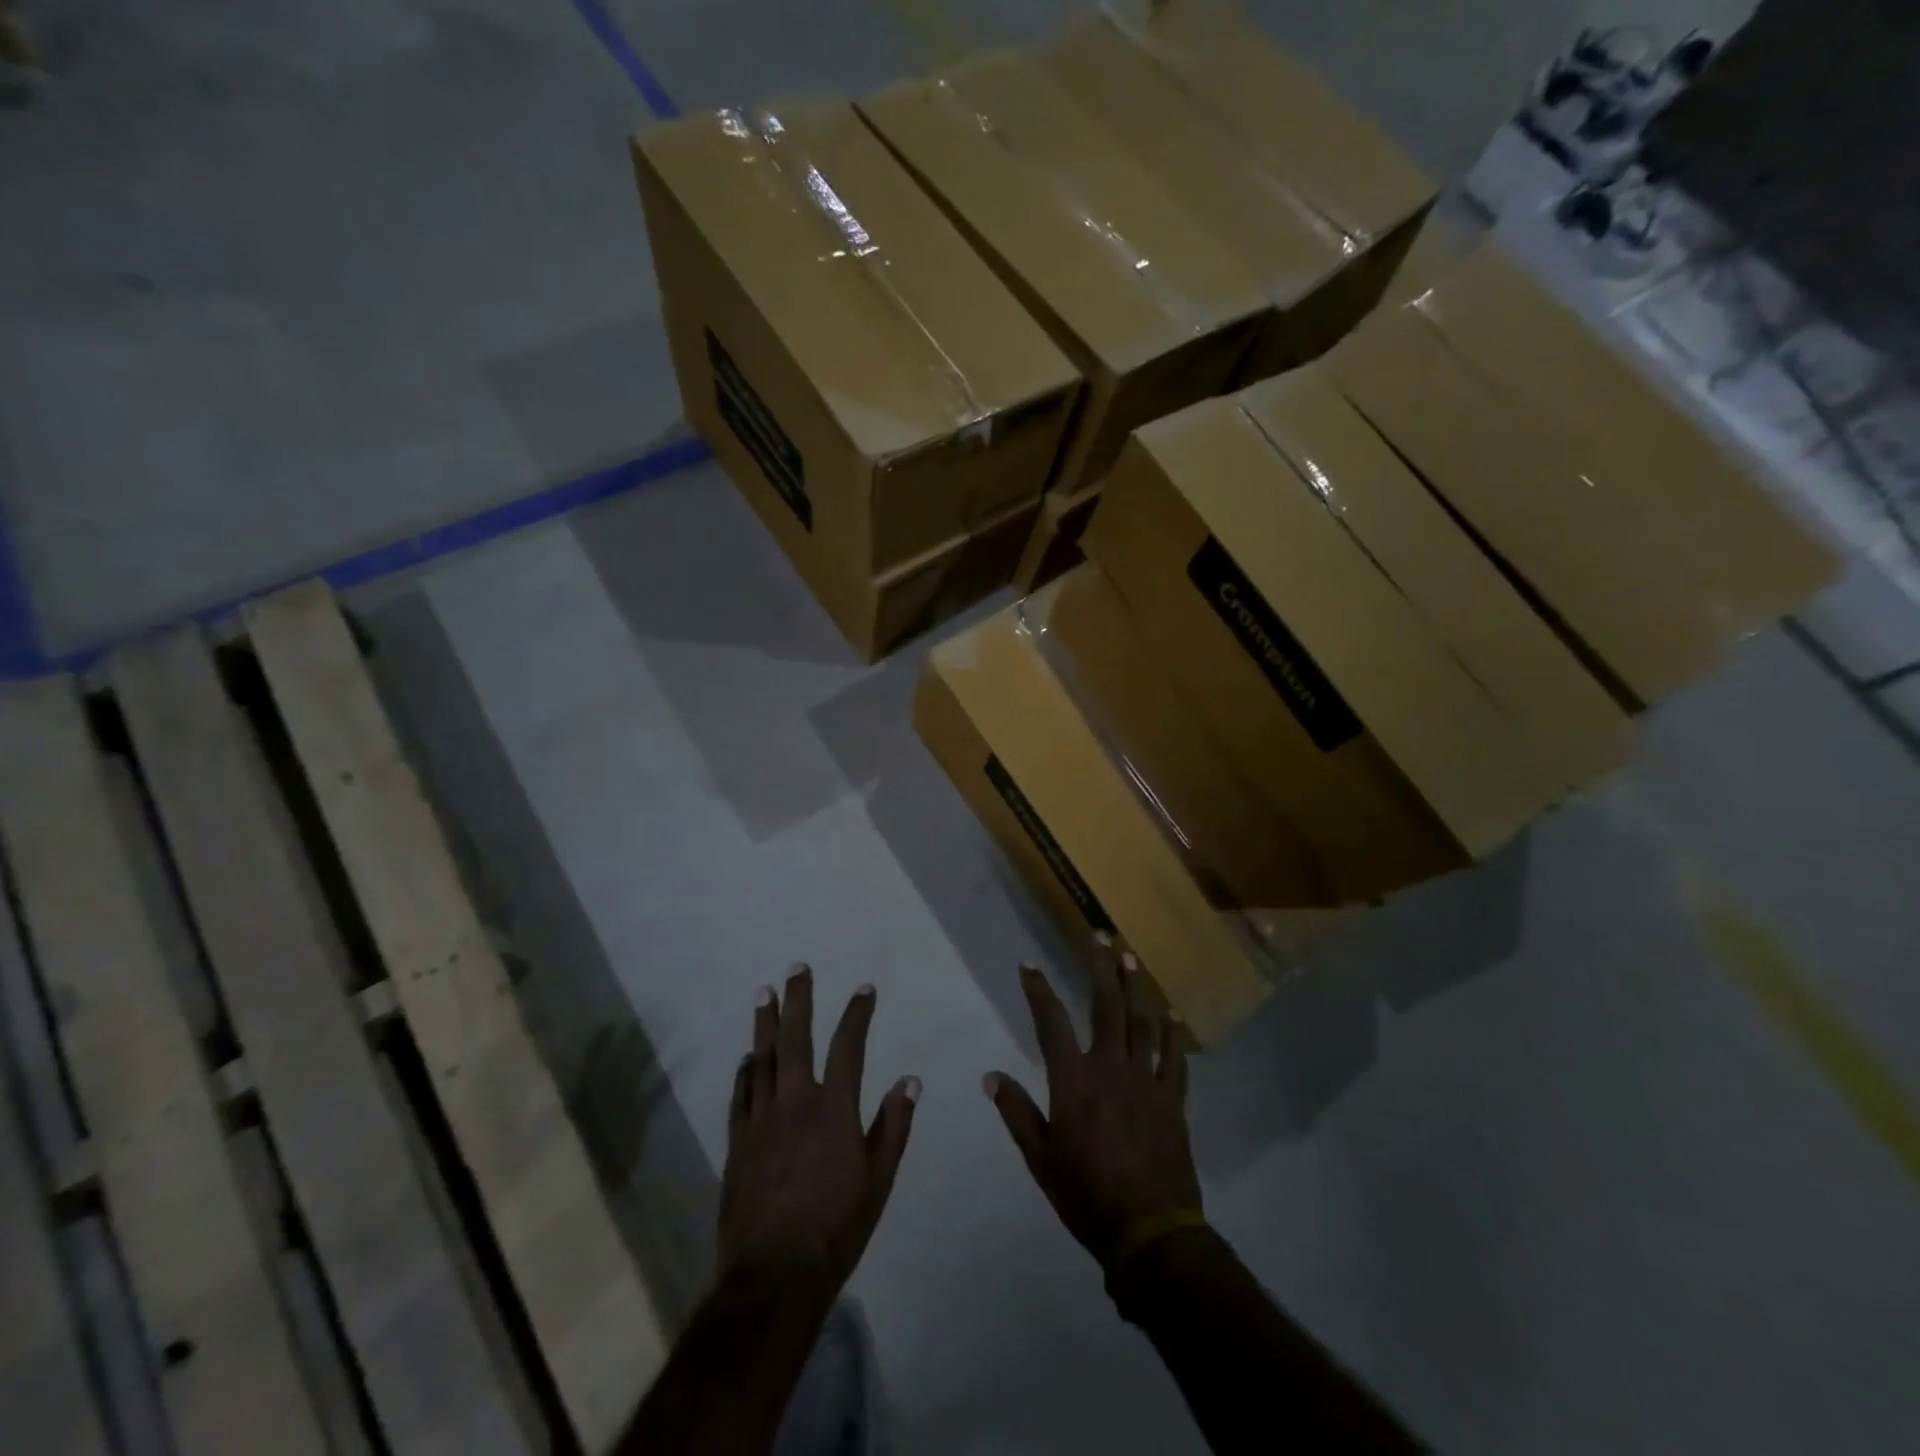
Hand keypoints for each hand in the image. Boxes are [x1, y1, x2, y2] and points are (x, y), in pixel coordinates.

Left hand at [719, 964, 919, 1304]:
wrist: (773, 1275)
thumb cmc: (836, 1227)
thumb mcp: (878, 1180)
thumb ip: (893, 1126)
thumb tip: (910, 1080)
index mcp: (833, 1109)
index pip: (848, 1046)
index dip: (857, 1014)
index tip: (864, 989)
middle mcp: (795, 1102)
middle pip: (795, 1038)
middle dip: (798, 1000)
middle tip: (797, 968)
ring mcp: (761, 1120)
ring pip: (762, 1059)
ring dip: (764, 1024)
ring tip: (764, 993)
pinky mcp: (737, 1142)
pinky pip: (741, 1094)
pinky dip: (745, 1071)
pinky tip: (747, 1057)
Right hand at [985, 940, 1199, 1267]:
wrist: (1150, 1233)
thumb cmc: (1087, 1196)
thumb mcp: (1040, 1160)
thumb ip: (1017, 1113)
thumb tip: (991, 1076)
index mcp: (1074, 1082)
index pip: (1051, 1023)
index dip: (1038, 990)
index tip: (1028, 965)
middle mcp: (1111, 1069)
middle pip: (1106, 1008)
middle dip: (1101, 970)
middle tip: (1100, 939)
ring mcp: (1146, 1083)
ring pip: (1141, 1024)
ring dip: (1135, 990)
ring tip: (1131, 961)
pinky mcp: (1172, 1102)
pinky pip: (1174, 1060)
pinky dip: (1173, 1037)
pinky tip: (1172, 1018)